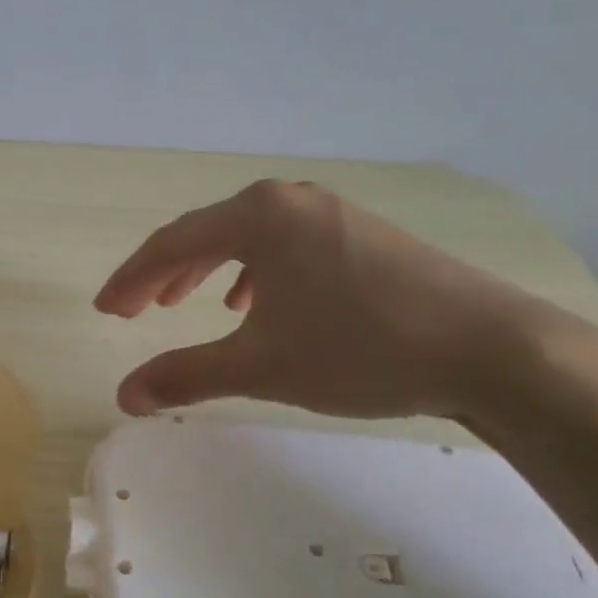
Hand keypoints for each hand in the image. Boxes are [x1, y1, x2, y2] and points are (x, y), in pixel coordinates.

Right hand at [95, 180, 554, 419]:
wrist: (491, 350)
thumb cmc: (360, 348)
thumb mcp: (259, 365)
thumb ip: (184, 376)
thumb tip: (124, 397)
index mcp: (257, 216)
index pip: (171, 244)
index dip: (131, 279)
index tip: (106, 309)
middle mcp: (290, 201)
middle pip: (206, 234)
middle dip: (164, 274)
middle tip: (136, 310)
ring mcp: (332, 213)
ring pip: (248, 239)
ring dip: (207, 270)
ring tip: (188, 304)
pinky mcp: (363, 234)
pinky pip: (286, 245)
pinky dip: (256, 272)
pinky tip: (259, 303)